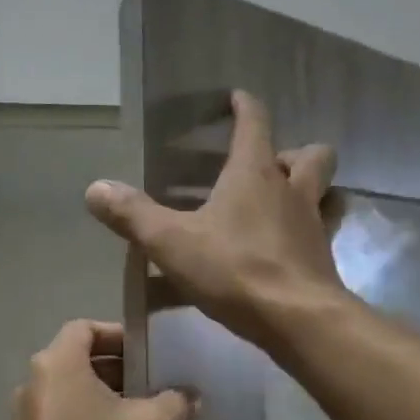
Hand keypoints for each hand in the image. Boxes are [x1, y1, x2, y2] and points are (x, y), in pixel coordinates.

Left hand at [13, 320, 195, 419]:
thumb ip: (177, 399)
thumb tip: (187, 395)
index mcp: (55, 364)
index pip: (86, 328)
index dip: (121, 336)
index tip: (152, 356)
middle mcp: (33, 385)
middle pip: (80, 362)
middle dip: (122, 372)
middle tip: (159, 389)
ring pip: (75, 397)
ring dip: (111, 403)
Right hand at [84, 91, 343, 349]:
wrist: (297, 320)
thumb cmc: (234, 270)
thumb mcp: (171, 242)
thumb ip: (133, 215)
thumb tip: (95, 189)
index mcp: (254, 174)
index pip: (255, 123)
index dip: (245, 107)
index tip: (236, 99)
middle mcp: (292, 191)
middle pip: (311, 155)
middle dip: (292, 153)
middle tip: (267, 168)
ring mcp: (313, 227)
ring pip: (323, 193)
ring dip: (308, 191)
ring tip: (278, 207)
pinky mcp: (322, 262)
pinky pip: (318, 236)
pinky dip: (304, 236)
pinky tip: (281, 253)